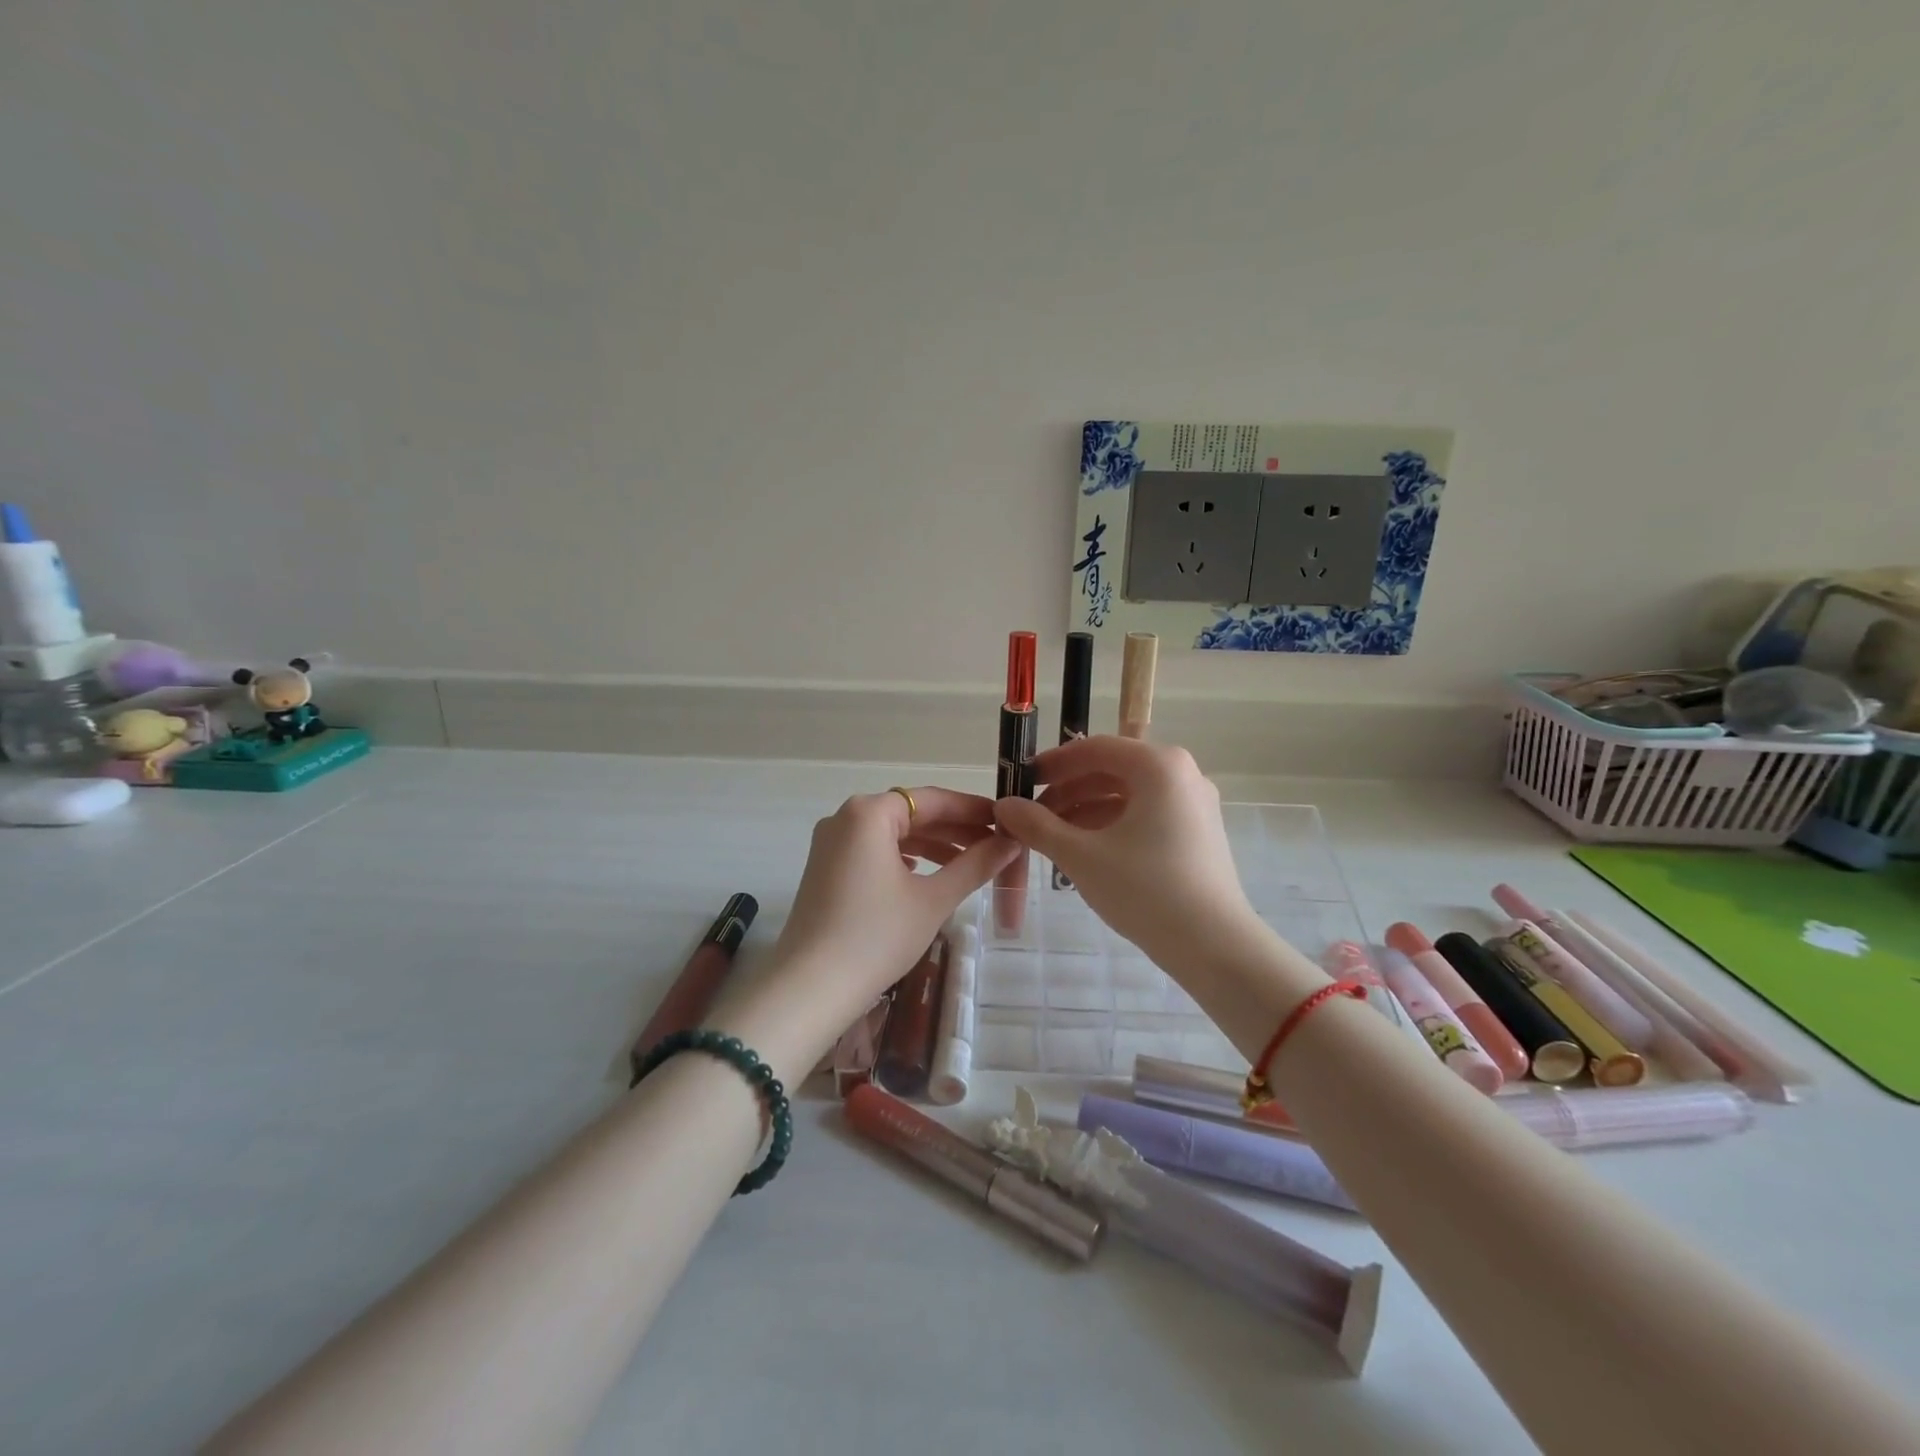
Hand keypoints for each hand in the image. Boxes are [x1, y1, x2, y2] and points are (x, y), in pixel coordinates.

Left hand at [724, 788, 1017, 1073]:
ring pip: (892, 833)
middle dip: (953, 828)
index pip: (932, 799)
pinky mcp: (825, 869)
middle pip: (911, 813)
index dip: (972, 808)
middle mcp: (845, 817)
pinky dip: (903, 858)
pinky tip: (925, 874)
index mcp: (869, 813)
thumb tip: (1010, 843)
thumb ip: (975, 865)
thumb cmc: (876, 935)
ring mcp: (830, 844)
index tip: (1005, 820)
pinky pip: (873, 851)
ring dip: (931, 845)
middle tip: (995, 844)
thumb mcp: (933, 899)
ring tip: (969, 862)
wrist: (810, 988)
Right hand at [993, 737, 1261, 972]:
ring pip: (1128, 794)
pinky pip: (1146, 813)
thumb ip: (1038, 825)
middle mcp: (1181, 773)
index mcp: (1158, 766)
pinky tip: (1085, 850)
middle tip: (1032, 815)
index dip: (1052, 763)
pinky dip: (1112, 824)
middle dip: (1068, 789)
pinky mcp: (1198, 831)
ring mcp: (1194, 803)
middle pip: (1112, 769)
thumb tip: (1003, 806)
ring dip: (1087, 808)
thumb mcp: (1082, 856)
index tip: (1021, 781)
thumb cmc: (1146, 890)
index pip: (1094, 749)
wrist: (1215, 947)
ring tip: (1052, 837)